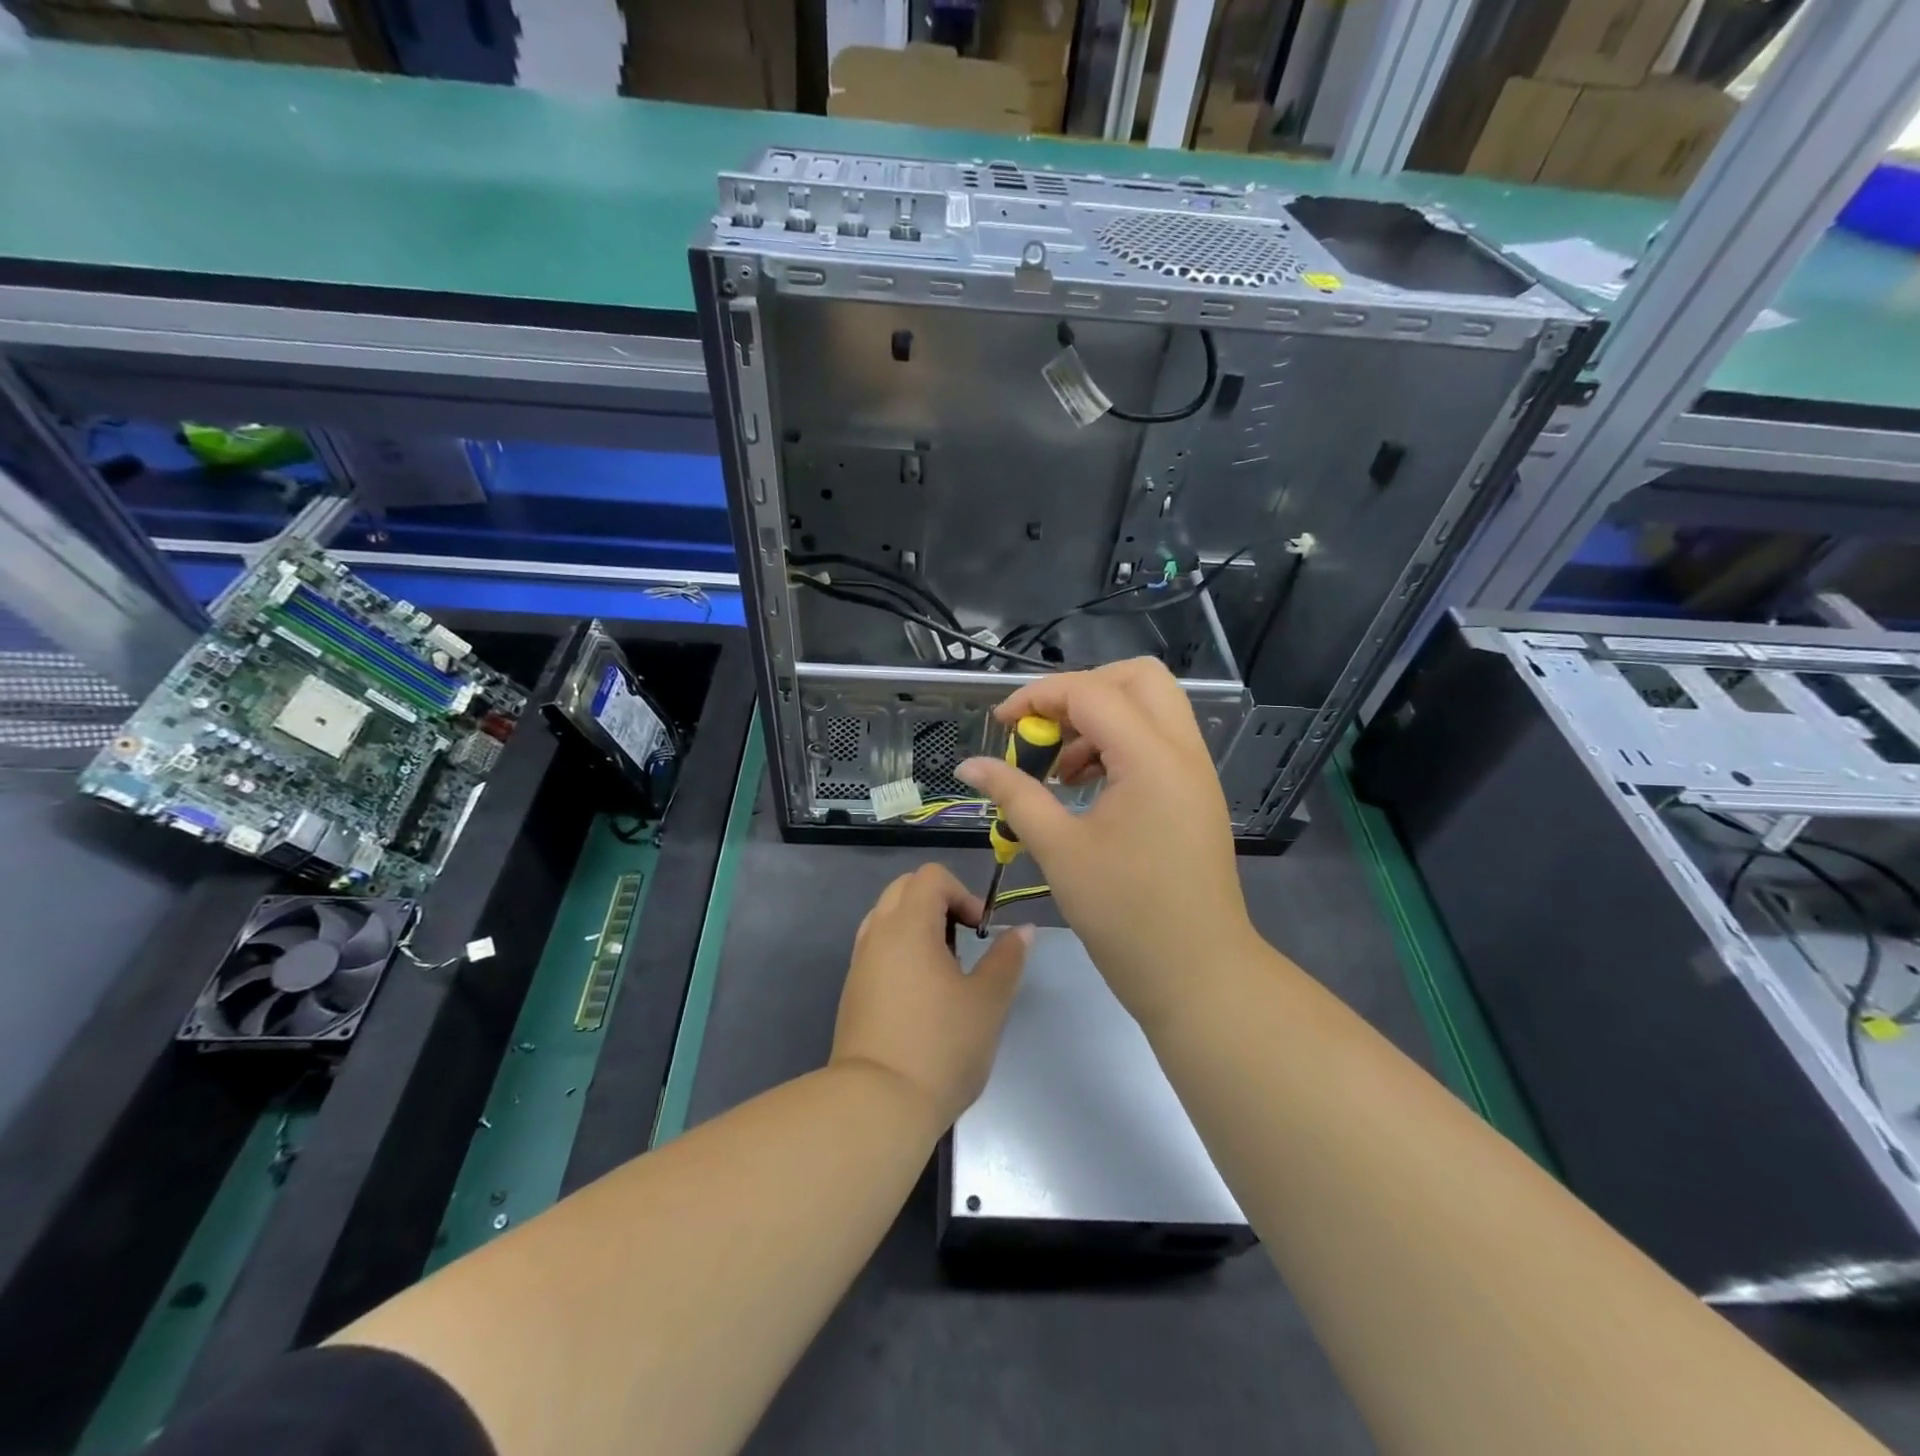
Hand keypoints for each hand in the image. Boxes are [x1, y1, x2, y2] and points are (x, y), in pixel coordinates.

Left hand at [830, 865, 1029, 1133]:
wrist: (877, 1105)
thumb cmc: (940, 1046)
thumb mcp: (988, 1002)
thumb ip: (1007, 958)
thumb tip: (1023, 929)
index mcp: (908, 925)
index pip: (931, 877)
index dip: (963, 893)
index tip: (980, 932)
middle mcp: (877, 933)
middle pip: (905, 888)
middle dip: (939, 903)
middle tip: (964, 943)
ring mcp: (860, 961)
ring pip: (887, 917)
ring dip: (918, 926)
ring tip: (944, 969)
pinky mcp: (853, 989)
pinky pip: (877, 947)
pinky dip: (901, 950)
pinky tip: (921, 993)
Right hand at [957, 658, 1256, 1032]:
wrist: (1198, 974)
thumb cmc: (1125, 914)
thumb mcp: (1059, 850)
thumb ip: (1014, 795)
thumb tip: (969, 765)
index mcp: (1152, 757)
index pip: (1091, 692)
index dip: (1038, 698)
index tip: (1001, 725)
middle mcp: (1182, 750)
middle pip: (1136, 678)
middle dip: (1082, 690)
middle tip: (1044, 731)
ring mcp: (1196, 771)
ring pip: (1151, 707)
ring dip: (1101, 719)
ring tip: (1061, 770)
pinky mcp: (1195, 794)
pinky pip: (1158, 741)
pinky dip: (1120, 745)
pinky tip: (1087, 788)